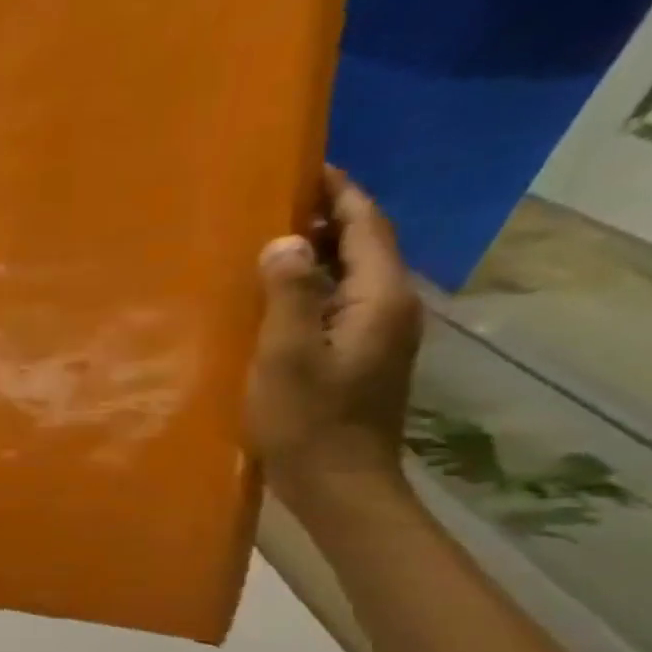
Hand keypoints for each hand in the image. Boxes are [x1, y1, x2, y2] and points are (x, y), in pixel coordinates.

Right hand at [248, 166, 422, 523]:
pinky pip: (334, 305)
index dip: (339, 193)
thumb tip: (284, 242)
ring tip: (263, 244)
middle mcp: (387, 308)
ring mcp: (374, 336)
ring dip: (313, 254)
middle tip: (269, 204)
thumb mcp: (287, 355)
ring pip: (348, 277)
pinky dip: (308, 288)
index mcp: (378, 299)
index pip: (367, 226)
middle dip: (324, 219)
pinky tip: (270, 297)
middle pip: (362, 247)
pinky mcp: (355, 358)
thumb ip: (289, 295)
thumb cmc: (307, 420)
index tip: (303, 168)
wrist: (337, 483)